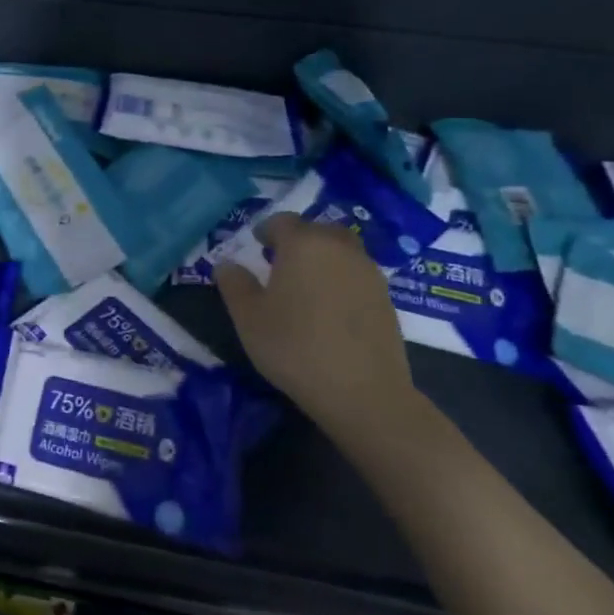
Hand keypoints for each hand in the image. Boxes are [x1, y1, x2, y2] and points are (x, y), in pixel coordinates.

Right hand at [214, 213, 415, 438]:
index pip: (282, 222)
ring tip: (306, 284)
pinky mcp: (386, 298)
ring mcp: (368, 272)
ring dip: (323, 258)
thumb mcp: (248, 317)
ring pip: (341, 251)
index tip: (256, 245)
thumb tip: (227, 265)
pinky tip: (329, 308)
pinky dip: (341, 279)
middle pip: (316, 230)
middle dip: (298, 240)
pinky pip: (357, 274)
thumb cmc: (295, 347)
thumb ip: (234, 284)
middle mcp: (339, 248)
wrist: (363, 392)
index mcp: (303, 244)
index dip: (266, 230)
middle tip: (280, 261)